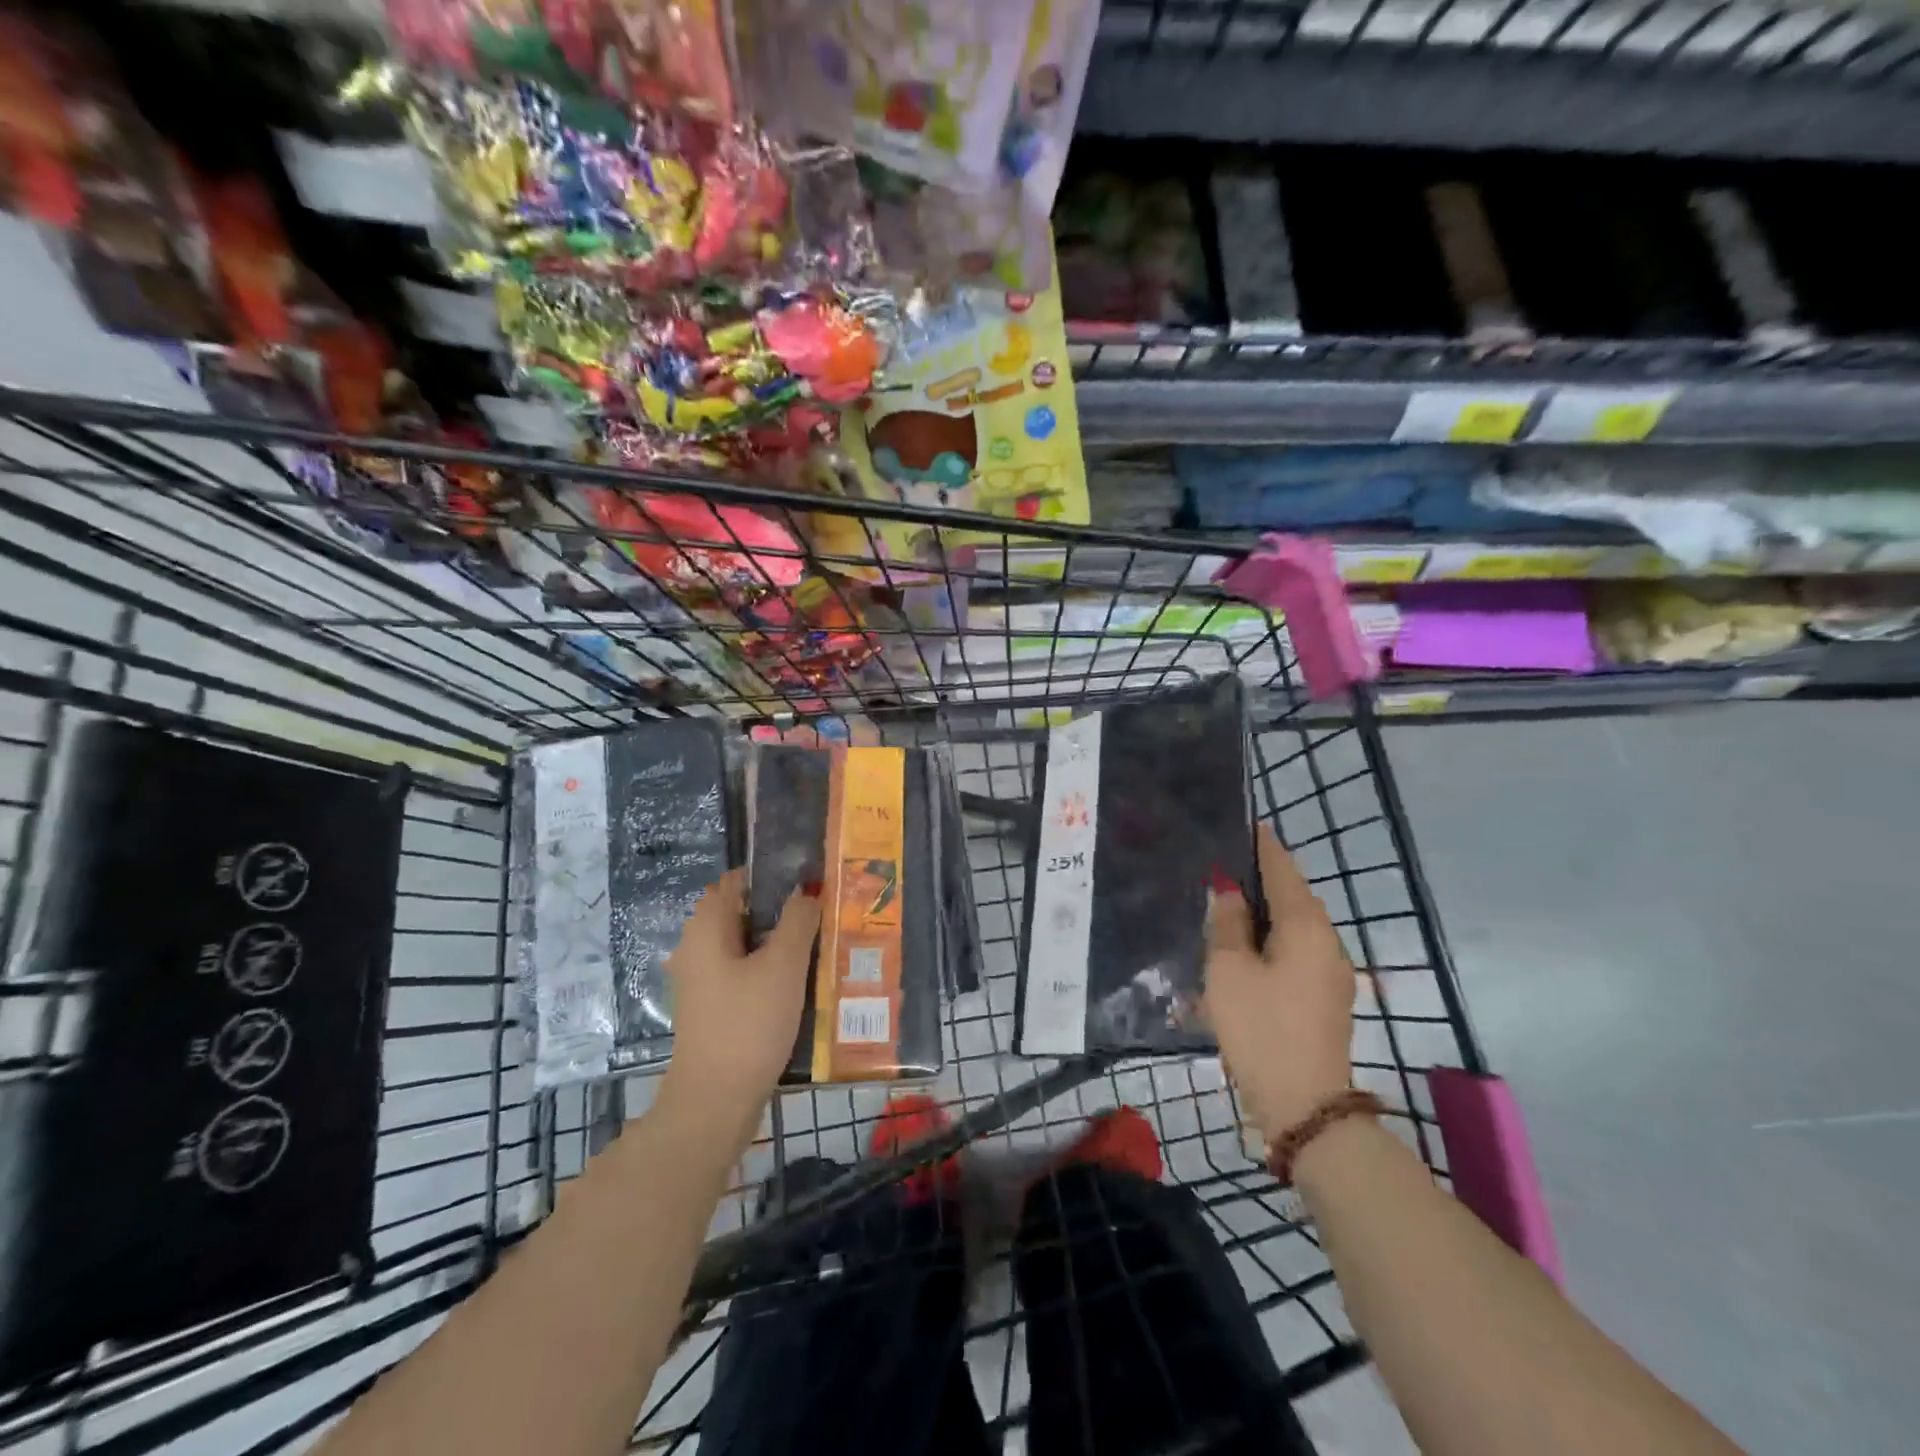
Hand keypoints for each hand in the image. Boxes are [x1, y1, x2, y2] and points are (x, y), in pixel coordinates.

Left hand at [661, 869, 820, 1140]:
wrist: (716, 1102)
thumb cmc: (748, 1024)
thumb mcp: (783, 965)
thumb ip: (798, 920)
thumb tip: (807, 891)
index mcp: (707, 928)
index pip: (737, 881)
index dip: (773, 875)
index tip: (811, 880)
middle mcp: (699, 948)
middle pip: (745, 913)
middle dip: (784, 910)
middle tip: (825, 913)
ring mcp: (706, 981)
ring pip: (750, 946)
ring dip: (783, 942)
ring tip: (824, 944)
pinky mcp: (717, 1008)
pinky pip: (748, 974)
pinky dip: (774, 970)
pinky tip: (805, 982)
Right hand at [1204, 825, 1356, 1141]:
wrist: (1304, 1106)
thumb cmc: (1260, 1028)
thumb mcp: (1228, 969)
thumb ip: (1227, 922)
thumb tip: (1230, 891)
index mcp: (1306, 925)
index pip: (1282, 868)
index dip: (1260, 845)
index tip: (1240, 824)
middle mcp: (1327, 941)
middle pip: (1291, 895)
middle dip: (1259, 878)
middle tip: (1220, 867)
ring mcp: (1331, 972)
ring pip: (1293, 926)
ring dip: (1263, 913)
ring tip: (1225, 906)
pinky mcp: (1325, 997)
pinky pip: (1295, 951)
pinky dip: (1270, 940)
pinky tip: (1242, 949)